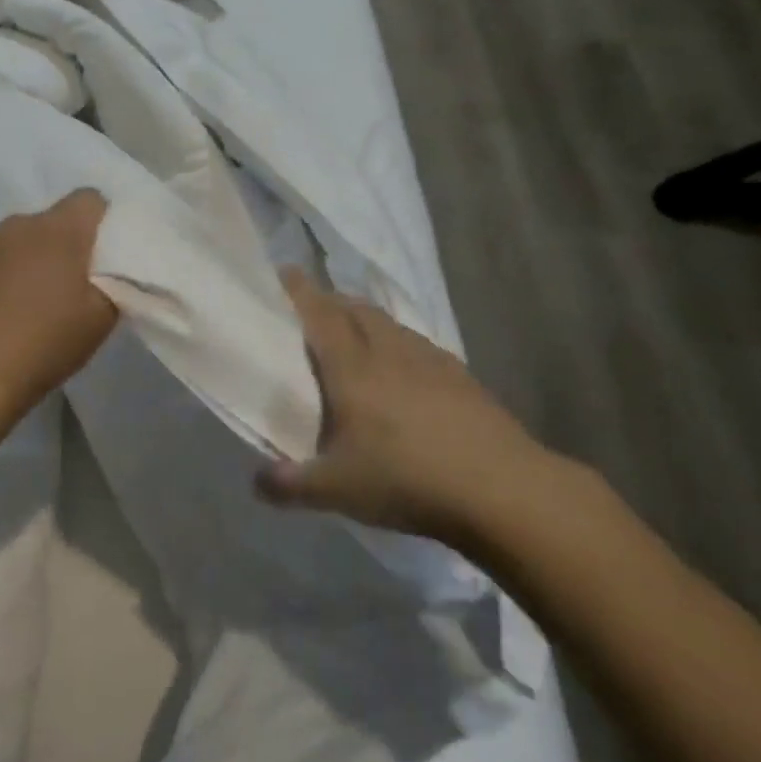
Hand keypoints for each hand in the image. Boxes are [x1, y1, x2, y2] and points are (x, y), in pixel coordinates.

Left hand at [0, 189, 117, 426]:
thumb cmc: (46, 343)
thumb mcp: (101, 319)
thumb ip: (114, 282)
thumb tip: (109, 269)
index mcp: (60, 230)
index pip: (91, 199)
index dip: (104, 221)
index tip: (107, 254)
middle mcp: (22, 223)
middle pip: (56, 218)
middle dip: (70, 242)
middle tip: (76, 282)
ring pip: (26, 237)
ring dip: (37, 255)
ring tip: (38, 297)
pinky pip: (0, 254)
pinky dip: (11, 270)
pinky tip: (9, 305)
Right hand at [256, 268, 562, 545]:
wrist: (504, 490)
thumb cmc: (407, 479)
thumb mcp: (335, 490)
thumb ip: (288, 485)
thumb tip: (256, 482)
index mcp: (353, 369)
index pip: (320, 316)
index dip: (300, 292)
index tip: (284, 271)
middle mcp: (390, 354)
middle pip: (357, 311)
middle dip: (332, 300)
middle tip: (313, 306)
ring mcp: (432, 363)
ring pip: (391, 325)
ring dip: (367, 318)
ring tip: (354, 332)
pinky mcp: (463, 379)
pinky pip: (420, 346)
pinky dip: (400, 343)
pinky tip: (405, 369)